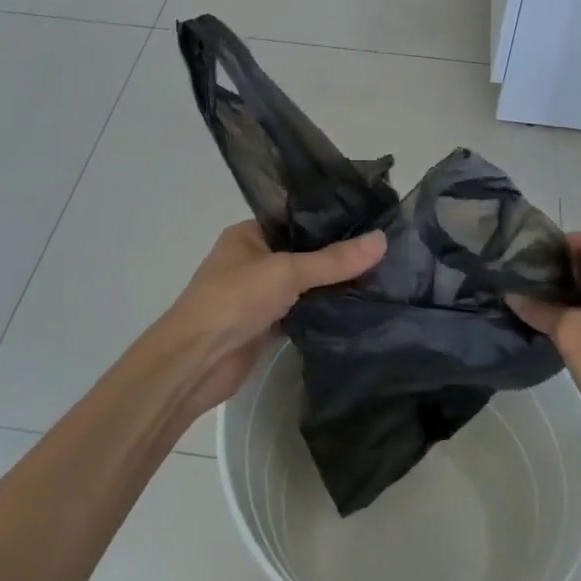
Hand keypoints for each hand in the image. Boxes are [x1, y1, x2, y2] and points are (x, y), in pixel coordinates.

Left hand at [159, 221, 385, 418]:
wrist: (195, 362)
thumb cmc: (234, 300)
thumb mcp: (287, 271)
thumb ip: (334, 260)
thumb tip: (383, 240)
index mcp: (249, 234)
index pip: (296, 218)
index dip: (331, 218)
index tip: (372, 218)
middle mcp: (253, 260)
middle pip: (303, 252)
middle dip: (337, 254)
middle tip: (385, 249)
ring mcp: (259, 294)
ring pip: (303, 284)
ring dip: (331, 284)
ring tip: (381, 275)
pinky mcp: (266, 325)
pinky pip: (301, 311)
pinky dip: (322, 311)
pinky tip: (357, 306)